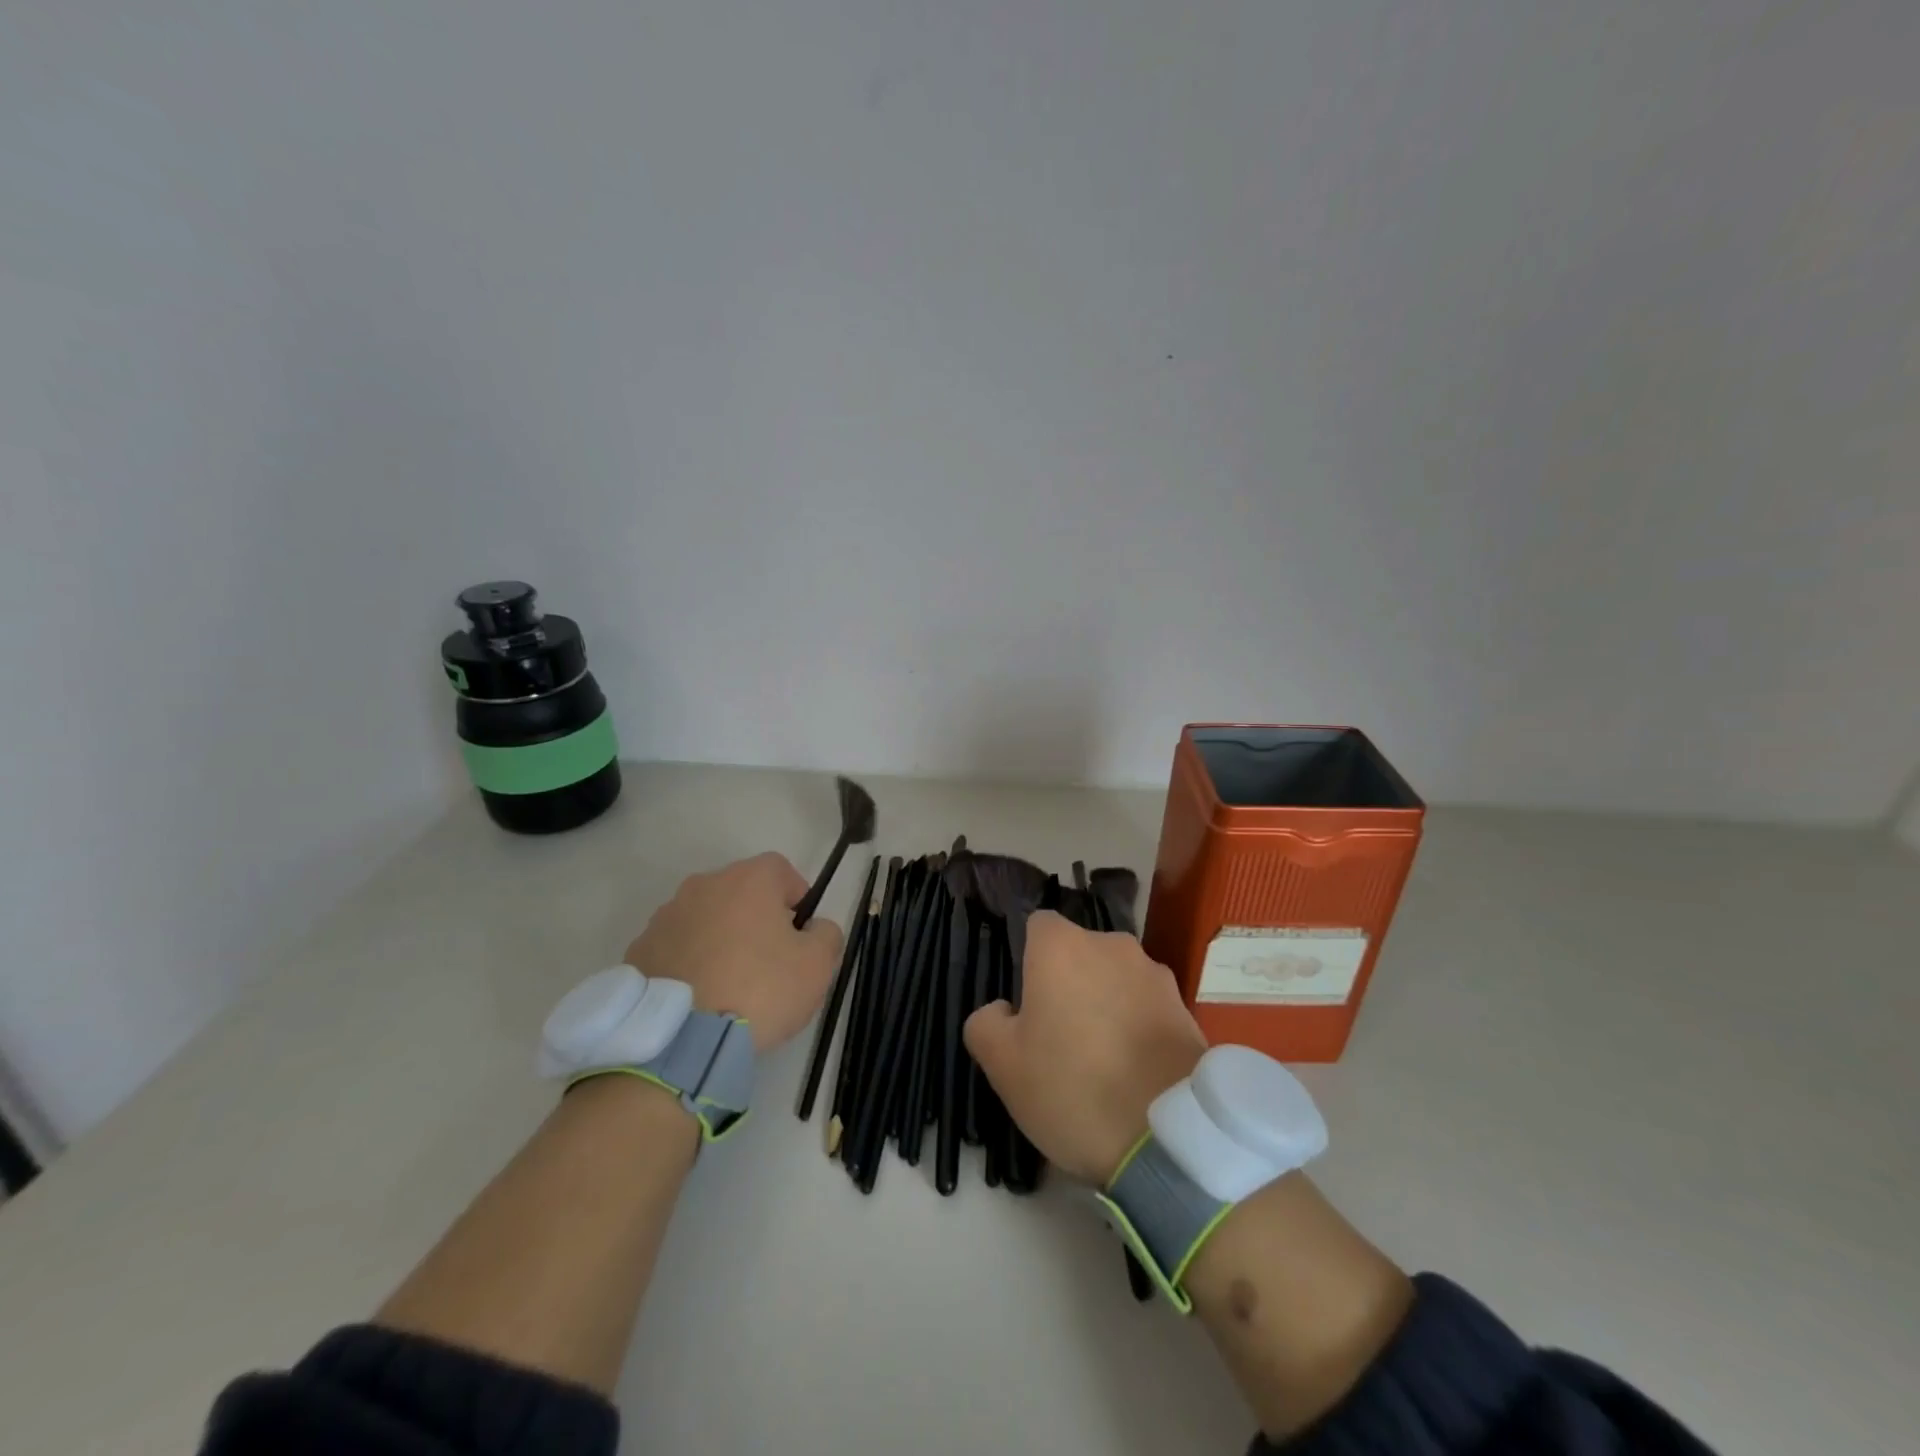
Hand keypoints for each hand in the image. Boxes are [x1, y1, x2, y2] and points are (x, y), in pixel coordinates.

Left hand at [623, 853, 842, 1052]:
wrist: (680, 1041)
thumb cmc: (759, 990)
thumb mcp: (818, 965)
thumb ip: (826, 934)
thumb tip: (814, 928)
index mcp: (748, 880)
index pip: (780, 869)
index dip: (796, 897)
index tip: (800, 932)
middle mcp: (703, 886)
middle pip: (740, 891)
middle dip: (756, 917)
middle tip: (768, 960)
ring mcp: (666, 917)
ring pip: (706, 917)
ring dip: (720, 937)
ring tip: (729, 983)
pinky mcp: (639, 950)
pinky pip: (677, 946)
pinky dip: (690, 961)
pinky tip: (700, 996)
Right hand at [964, 910, 1206, 1183]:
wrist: (1168, 1135)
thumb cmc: (1072, 1087)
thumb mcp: (1003, 1065)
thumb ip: (986, 1023)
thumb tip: (1002, 1009)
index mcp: (1061, 946)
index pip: (1037, 926)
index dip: (1028, 960)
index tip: (1026, 1002)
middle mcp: (1111, 945)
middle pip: (1079, 952)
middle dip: (1068, 982)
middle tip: (1058, 1036)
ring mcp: (1154, 973)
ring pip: (1115, 979)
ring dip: (1105, 1003)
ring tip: (1101, 1059)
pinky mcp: (1185, 1007)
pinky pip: (1147, 1006)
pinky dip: (1137, 1026)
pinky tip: (1132, 1070)